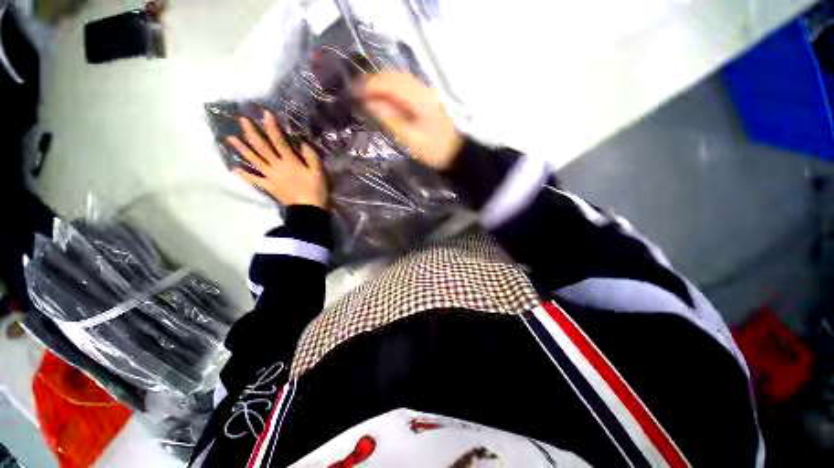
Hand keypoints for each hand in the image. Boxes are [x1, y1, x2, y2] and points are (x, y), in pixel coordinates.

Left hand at [227, 110, 326, 208]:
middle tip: (242, 120)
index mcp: (290, 162)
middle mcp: (277, 166)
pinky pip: (255, 180)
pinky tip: (235, 169)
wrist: (308, 210)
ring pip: (254, 160)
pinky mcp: (269, 186)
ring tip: (230, 138)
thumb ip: (311, 157)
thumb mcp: (319, 173)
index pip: (279, 141)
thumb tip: (303, 143)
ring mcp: (270, 176)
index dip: (272, 127)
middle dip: (252, 133)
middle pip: (262, 148)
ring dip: (242, 149)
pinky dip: (245, 175)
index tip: (265, 114)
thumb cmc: (316, 191)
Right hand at [362, 71, 461, 169]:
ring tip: (365, 94)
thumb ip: (390, 121)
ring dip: (381, 84)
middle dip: (373, 81)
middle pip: (395, 76)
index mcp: (421, 100)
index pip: (392, 84)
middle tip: (355, 92)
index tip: (353, 92)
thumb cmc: (434, 151)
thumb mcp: (411, 140)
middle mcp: (424, 90)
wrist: (456, 153)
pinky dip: (391, 89)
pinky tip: (383, 98)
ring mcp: (426, 92)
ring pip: (400, 79)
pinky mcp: (427, 98)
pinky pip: (405, 87)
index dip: (370, 85)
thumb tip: (369, 104)